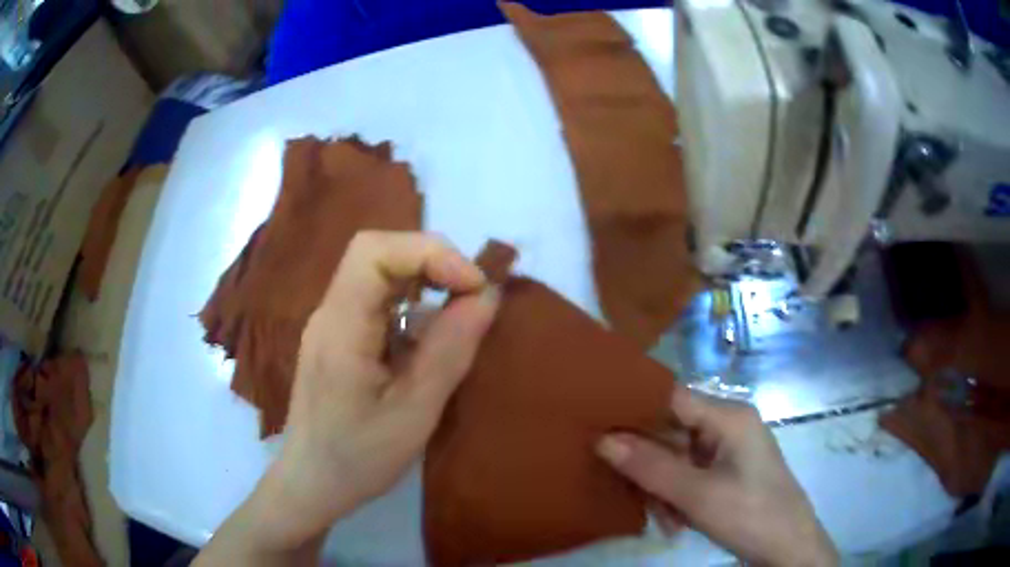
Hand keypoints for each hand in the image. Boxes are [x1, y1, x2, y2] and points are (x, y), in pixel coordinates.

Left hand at [252, 232, 500, 548]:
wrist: (312, 483)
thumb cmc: (358, 458)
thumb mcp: (414, 413)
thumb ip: (449, 351)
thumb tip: (487, 296)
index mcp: (340, 326)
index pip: (375, 252)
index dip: (429, 253)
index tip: (473, 286)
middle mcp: (331, 312)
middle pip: (377, 255)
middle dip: (432, 263)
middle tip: (472, 295)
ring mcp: (332, 323)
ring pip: (379, 276)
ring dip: (425, 284)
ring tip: (460, 317)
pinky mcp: (340, 338)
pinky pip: (378, 303)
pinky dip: (413, 308)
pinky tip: (429, 342)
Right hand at [597, 392, 837, 566]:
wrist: (787, 547)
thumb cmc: (750, 514)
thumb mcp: (697, 495)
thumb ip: (650, 467)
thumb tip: (602, 439)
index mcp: (728, 416)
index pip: (670, 396)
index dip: (633, 408)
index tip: (596, 425)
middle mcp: (727, 424)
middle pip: (671, 430)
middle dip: (649, 464)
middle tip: (630, 492)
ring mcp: (728, 449)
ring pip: (676, 456)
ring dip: (662, 487)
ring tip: (664, 520)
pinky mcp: (727, 470)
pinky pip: (689, 473)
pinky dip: (676, 496)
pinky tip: (675, 523)